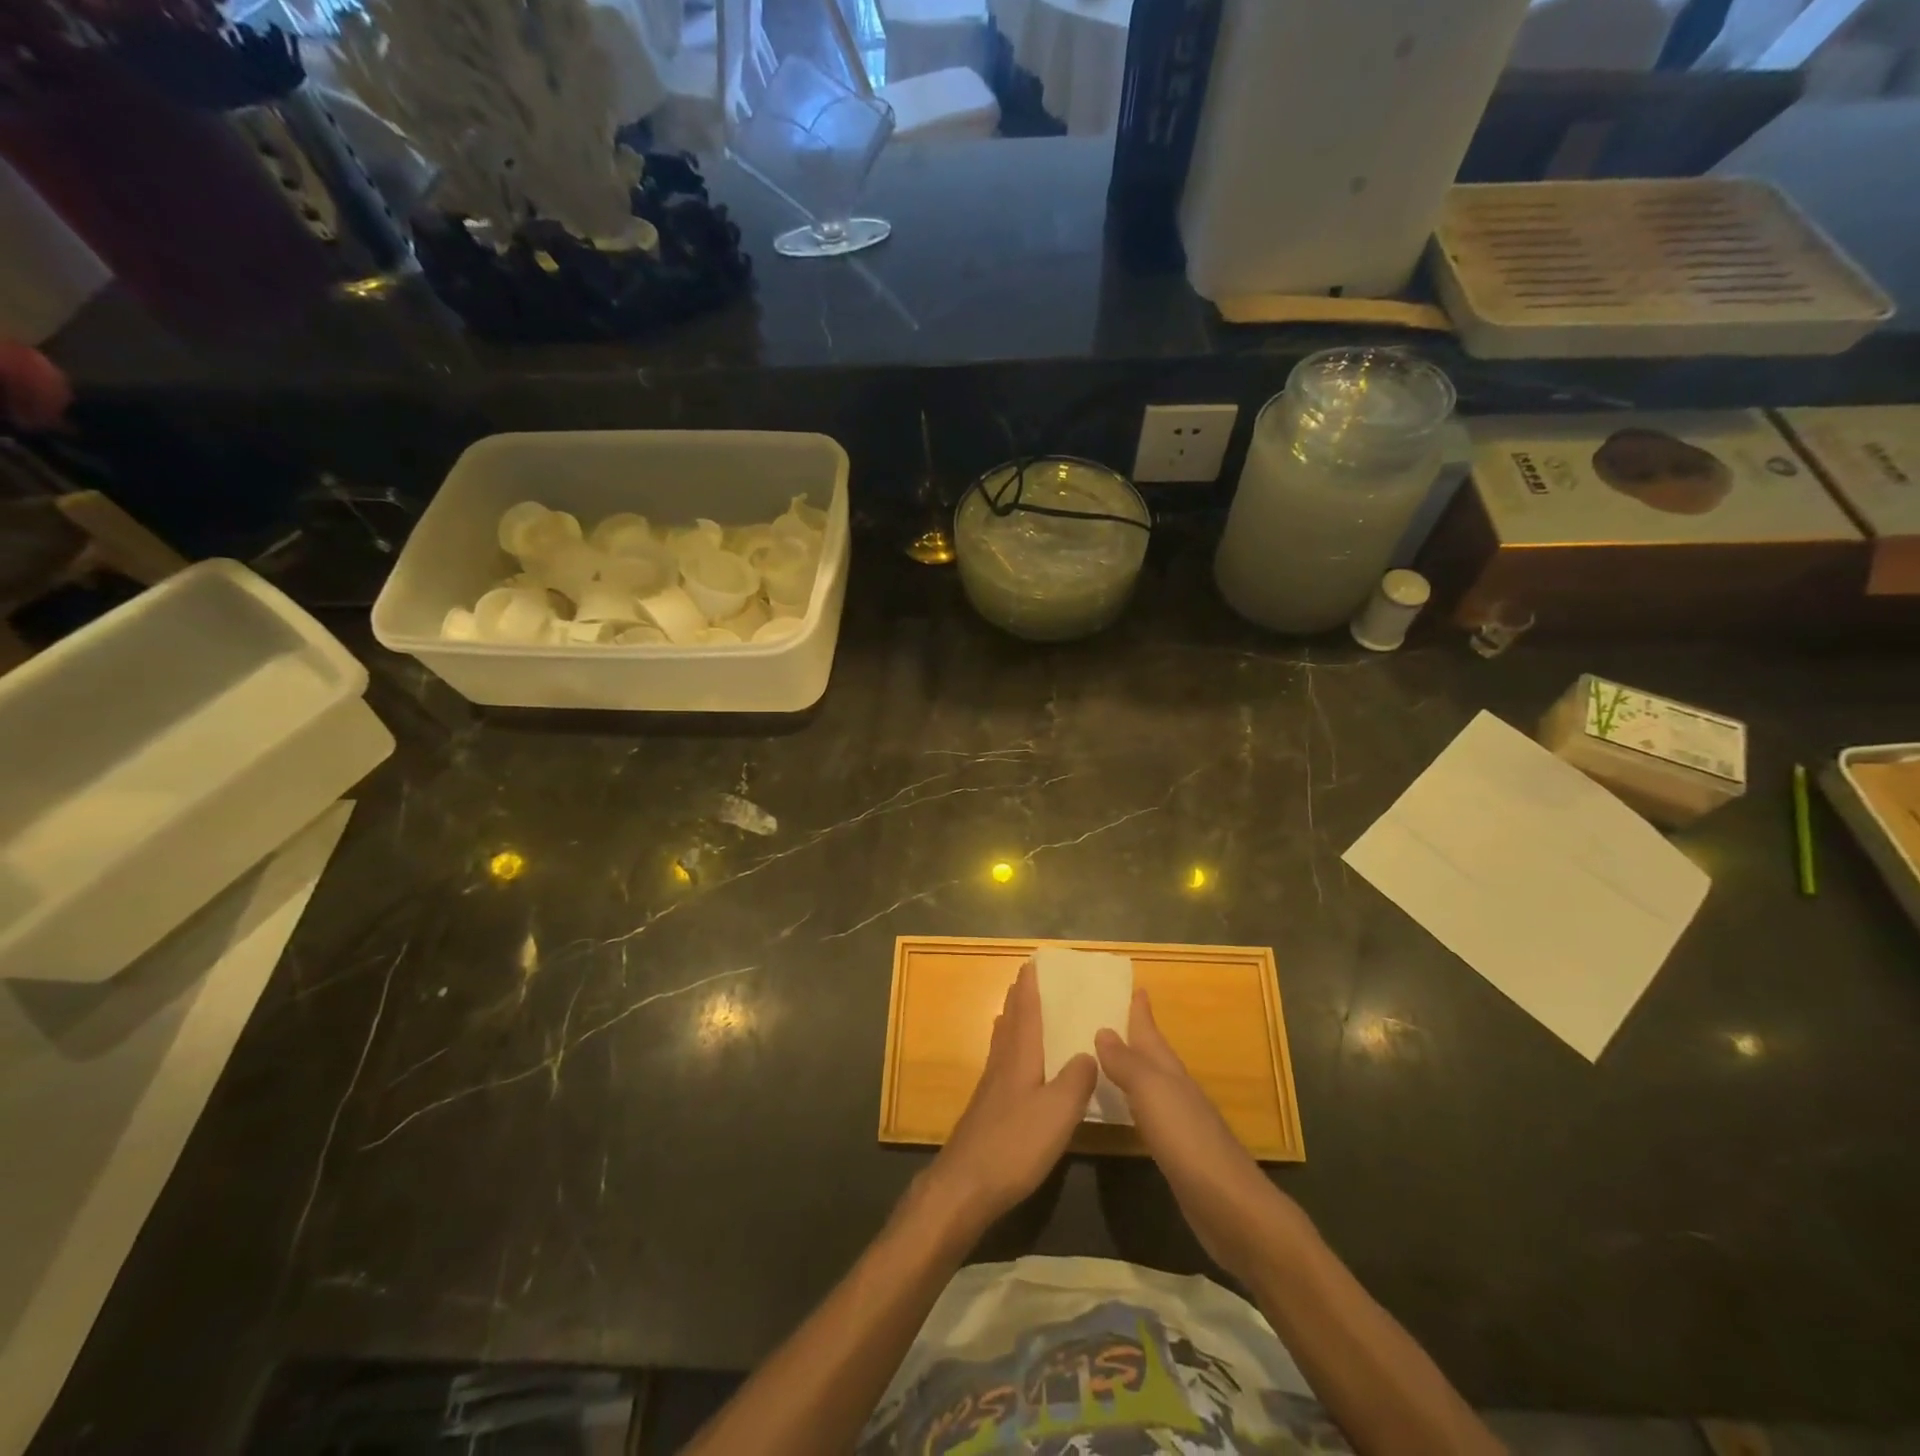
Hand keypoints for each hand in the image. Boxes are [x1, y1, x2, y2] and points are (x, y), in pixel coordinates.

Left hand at [923, 961, 1096, 1235]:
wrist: (965, 1185)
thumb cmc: (1015, 1144)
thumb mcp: (1058, 1112)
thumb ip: (1076, 1080)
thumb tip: (1088, 1053)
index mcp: (1020, 1058)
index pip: (1026, 1012)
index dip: (1030, 988)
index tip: (1032, 963)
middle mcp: (1002, 1064)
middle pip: (1010, 1022)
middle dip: (1018, 999)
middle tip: (1025, 978)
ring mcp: (990, 1088)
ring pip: (1002, 1042)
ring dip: (1010, 1020)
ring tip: (1015, 1009)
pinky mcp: (986, 1109)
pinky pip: (1001, 1063)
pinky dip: (1008, 1048)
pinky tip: (1010, 1062)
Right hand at [1096, 990, 1300, 1282]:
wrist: (1231, 1207)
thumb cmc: (1188, 1140)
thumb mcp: (1151, 1092)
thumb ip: (1127, 1063)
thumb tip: (1104, 1030)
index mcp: (1171, 1073)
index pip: (1152, 1034)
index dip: (1142, 1012)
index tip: (1137, 988)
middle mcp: (1178, 1091)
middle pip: (1155, 1057)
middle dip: (1139, 1037)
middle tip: (1117, 1017)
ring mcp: (1182, 1124)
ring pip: (1153, 1085)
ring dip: (1135, 1070)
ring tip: (1114, 1059)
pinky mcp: (1180, 1154)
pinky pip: (1151, 1115)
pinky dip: (1138, 1104)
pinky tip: (1130, 1111)